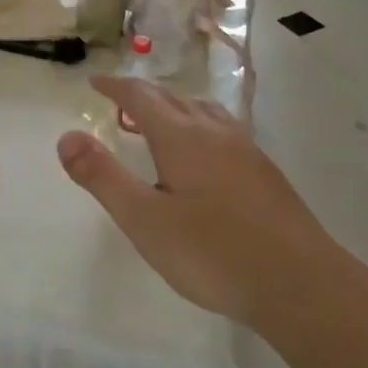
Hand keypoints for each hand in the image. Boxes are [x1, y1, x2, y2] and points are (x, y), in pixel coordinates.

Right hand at [56, 75, 345, 328]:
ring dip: (175, 107)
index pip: (141, 97)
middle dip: (143, 95)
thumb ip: (102, 176)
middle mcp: (215, 133)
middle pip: (174, 99)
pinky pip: (223, 131)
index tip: (95, 82)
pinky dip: (199, 126)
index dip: (115, 86)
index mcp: (182, 137)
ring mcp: (246, 151)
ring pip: (204, 112)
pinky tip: (204, 155)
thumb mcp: (143, 219)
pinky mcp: (266, 174)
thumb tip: (66, 136)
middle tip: (119, 101)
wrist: (301, 286)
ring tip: (159, 120)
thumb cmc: (212, 253)